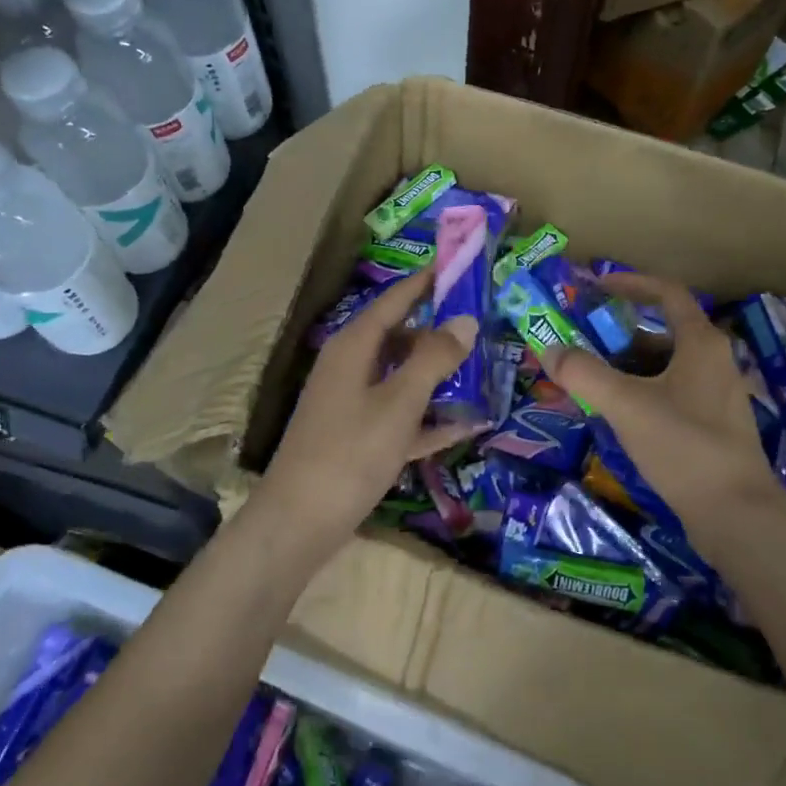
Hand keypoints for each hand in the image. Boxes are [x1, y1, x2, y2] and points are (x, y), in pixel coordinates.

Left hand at [255, 268, 478, 558]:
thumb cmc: (350, 452)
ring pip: (403, 378)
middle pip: (400, 338)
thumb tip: (465, 320)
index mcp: (353, 347)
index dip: (424, 282)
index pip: (393, 300)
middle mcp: (351, 368)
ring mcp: (354, 405)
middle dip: (439, 331)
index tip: (457, 263)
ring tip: (485, 369)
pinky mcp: (360, 439)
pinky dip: (430, 419)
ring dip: (440, 376)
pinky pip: (402, 418)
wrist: (301, 522)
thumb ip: (433, 359)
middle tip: (484, 322)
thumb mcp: (399, 402)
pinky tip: (469, 425)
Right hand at [546, 273, 785, 559]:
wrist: (736, 513)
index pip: (667, 294)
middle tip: (582, 339)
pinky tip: (618, 414)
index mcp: (701, 343)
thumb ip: (584, 374)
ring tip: (591, 378)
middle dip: (619, 332)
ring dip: (628, 365)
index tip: (596, 287)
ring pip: (665, 366)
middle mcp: (715, 361)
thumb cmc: (684, 446)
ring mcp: (717, 395)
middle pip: (662, 331)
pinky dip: (642, 391)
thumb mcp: (626, 405)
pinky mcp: (713, 425)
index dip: (631, 284)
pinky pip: (671, 393)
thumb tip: (549, 349)